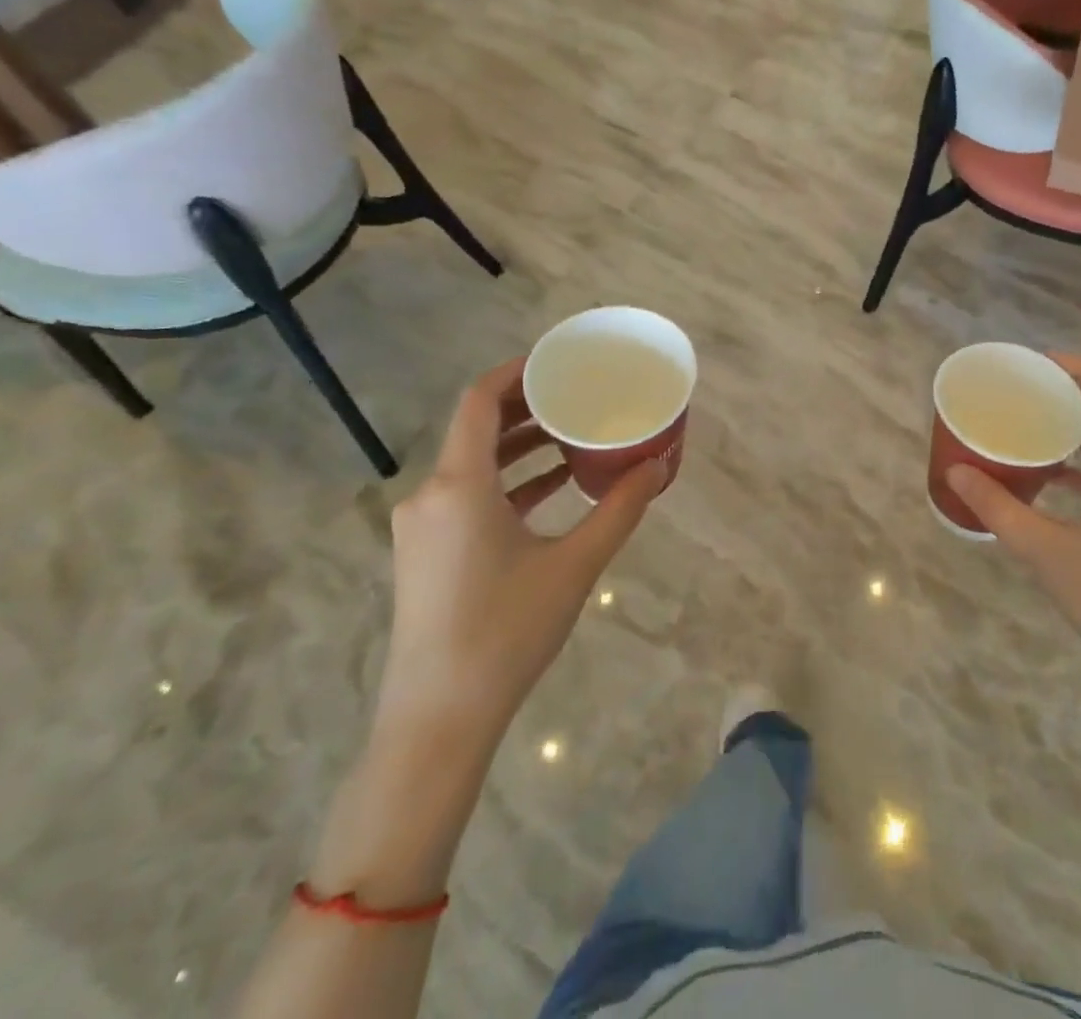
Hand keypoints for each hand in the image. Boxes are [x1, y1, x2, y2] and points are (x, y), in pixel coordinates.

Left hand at [376, 359, 665, 754]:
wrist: (437, 719)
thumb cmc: (505, 632)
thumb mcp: (574, 566)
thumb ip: (619, 510)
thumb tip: (658, 466)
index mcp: (458, 485)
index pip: (479, 401)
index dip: (516, 372)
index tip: (557, 361)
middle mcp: (430, 495)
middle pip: (477, 429)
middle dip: (527, 407)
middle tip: (578, 394)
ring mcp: (423, 527)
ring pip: (473, 464)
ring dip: (520, 446)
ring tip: (573, 436)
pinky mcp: (426, 553)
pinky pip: (468, 496)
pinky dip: (508, 482)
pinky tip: (552, 487)